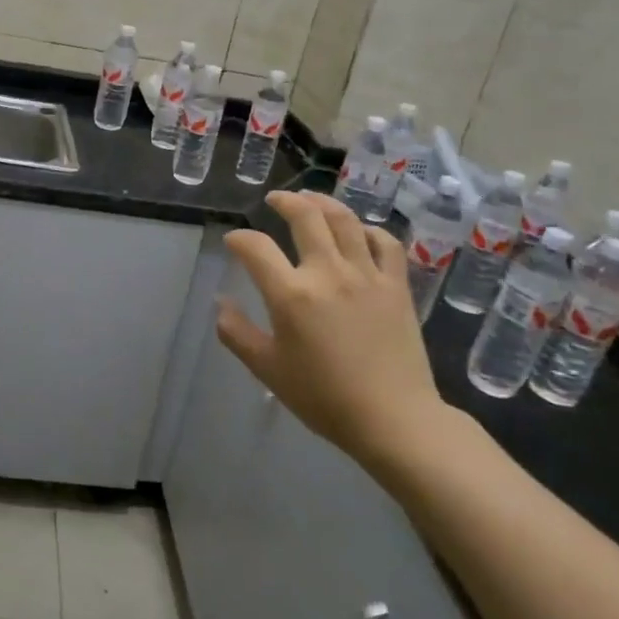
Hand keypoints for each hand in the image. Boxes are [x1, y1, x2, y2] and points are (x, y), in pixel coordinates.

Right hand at [217, 191, 455, 478]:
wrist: (393, 419)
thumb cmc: (324, 397)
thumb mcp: (268, 370)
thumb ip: (237, 333)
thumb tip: (221, 304)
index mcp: (291, 294)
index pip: (256, 248)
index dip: (239, 239)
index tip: (234, 242)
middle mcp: (328, 272)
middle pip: (305, 216)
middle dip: (284, 201)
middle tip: (274, 200)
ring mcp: (367, 275)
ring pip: (345, 220)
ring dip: (324, 203)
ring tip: (311, 199)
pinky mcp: (397, 285)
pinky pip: (386, 243)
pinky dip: (370, 230)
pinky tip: (360, 233)